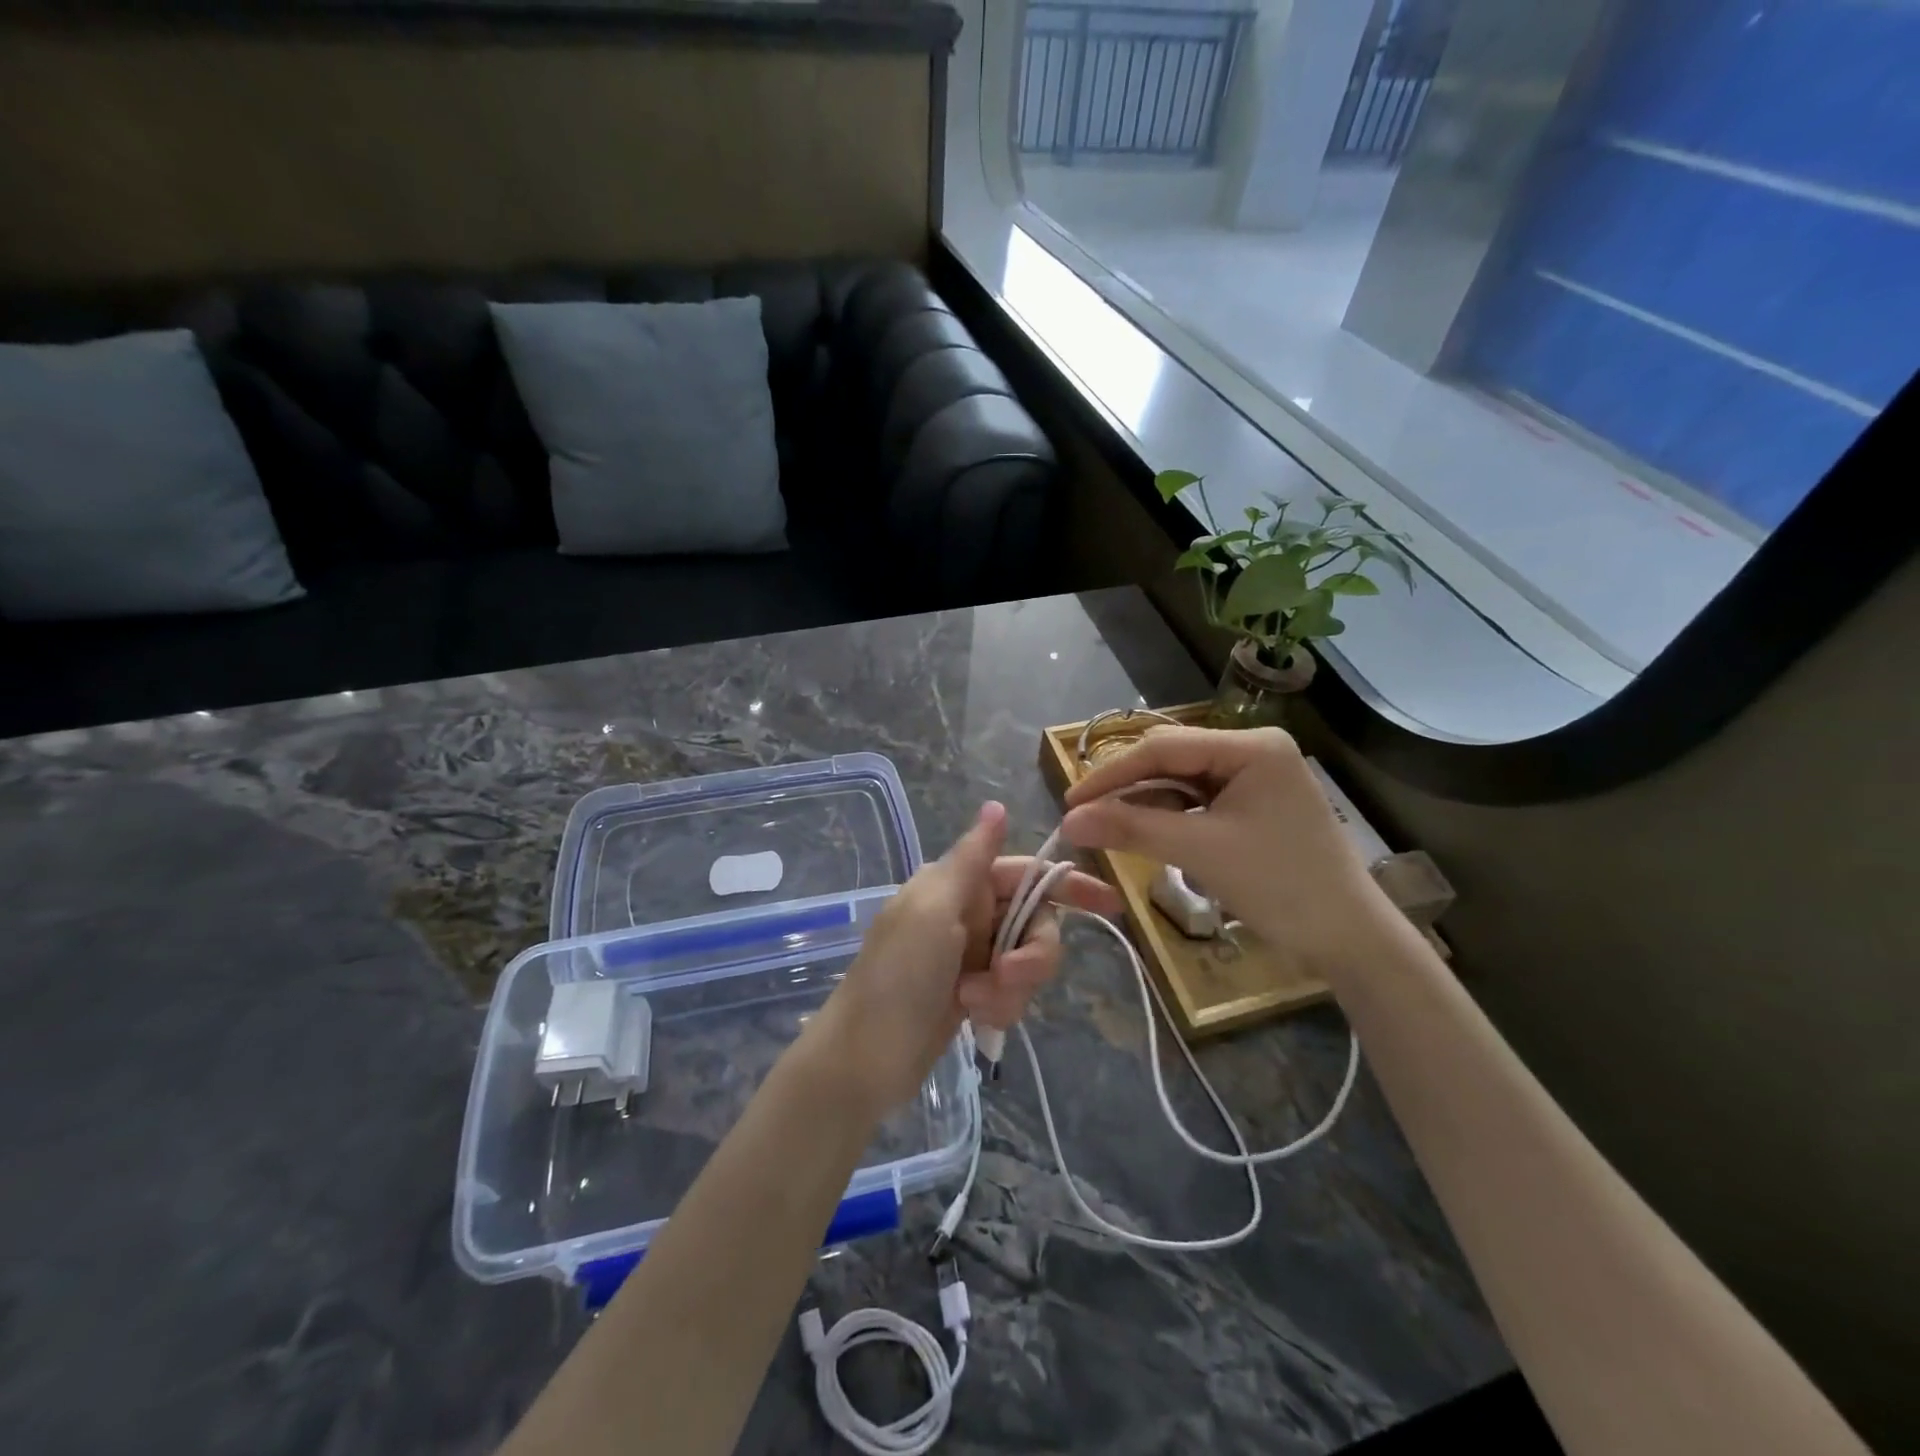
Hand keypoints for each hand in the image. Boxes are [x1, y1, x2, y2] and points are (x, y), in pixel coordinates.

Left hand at [812, 801, 1121, 1115]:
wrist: (863, 1059)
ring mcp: (971, 957)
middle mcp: (968, 914)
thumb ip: (972, 859)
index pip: (1025, 873)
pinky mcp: (974, 995)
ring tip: (976, 1004)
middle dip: (1032, 953)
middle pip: (1035, 922)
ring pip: (1027, 962)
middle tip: (1007, 975)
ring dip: (1011, 987)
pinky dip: (1001, 1007)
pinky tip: (975, 1020)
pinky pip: (1012, 994)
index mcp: (957, 884)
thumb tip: (996, 805)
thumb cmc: (897, 975)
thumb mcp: (933, 909)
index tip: (1110, 904)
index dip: (1067, 884)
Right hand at [1061, 726, 1394, 982]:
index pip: (1164, 747)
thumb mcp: (1199, 851)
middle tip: (1084, 817)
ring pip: (1181, 782)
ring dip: (1144, 805)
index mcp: (1251, 746)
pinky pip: (1197, 802)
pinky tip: (1142, 834)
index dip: (1112, 774)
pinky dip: (1168, 818)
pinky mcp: (1252, 805)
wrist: (1348, 938)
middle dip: (1128, 789)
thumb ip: (1131, 828)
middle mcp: (1253, 750)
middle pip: (1172, 761)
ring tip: (1106, 829)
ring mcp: (1254, 778)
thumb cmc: (1279, 885)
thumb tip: (1068, 822)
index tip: (1071, 801)